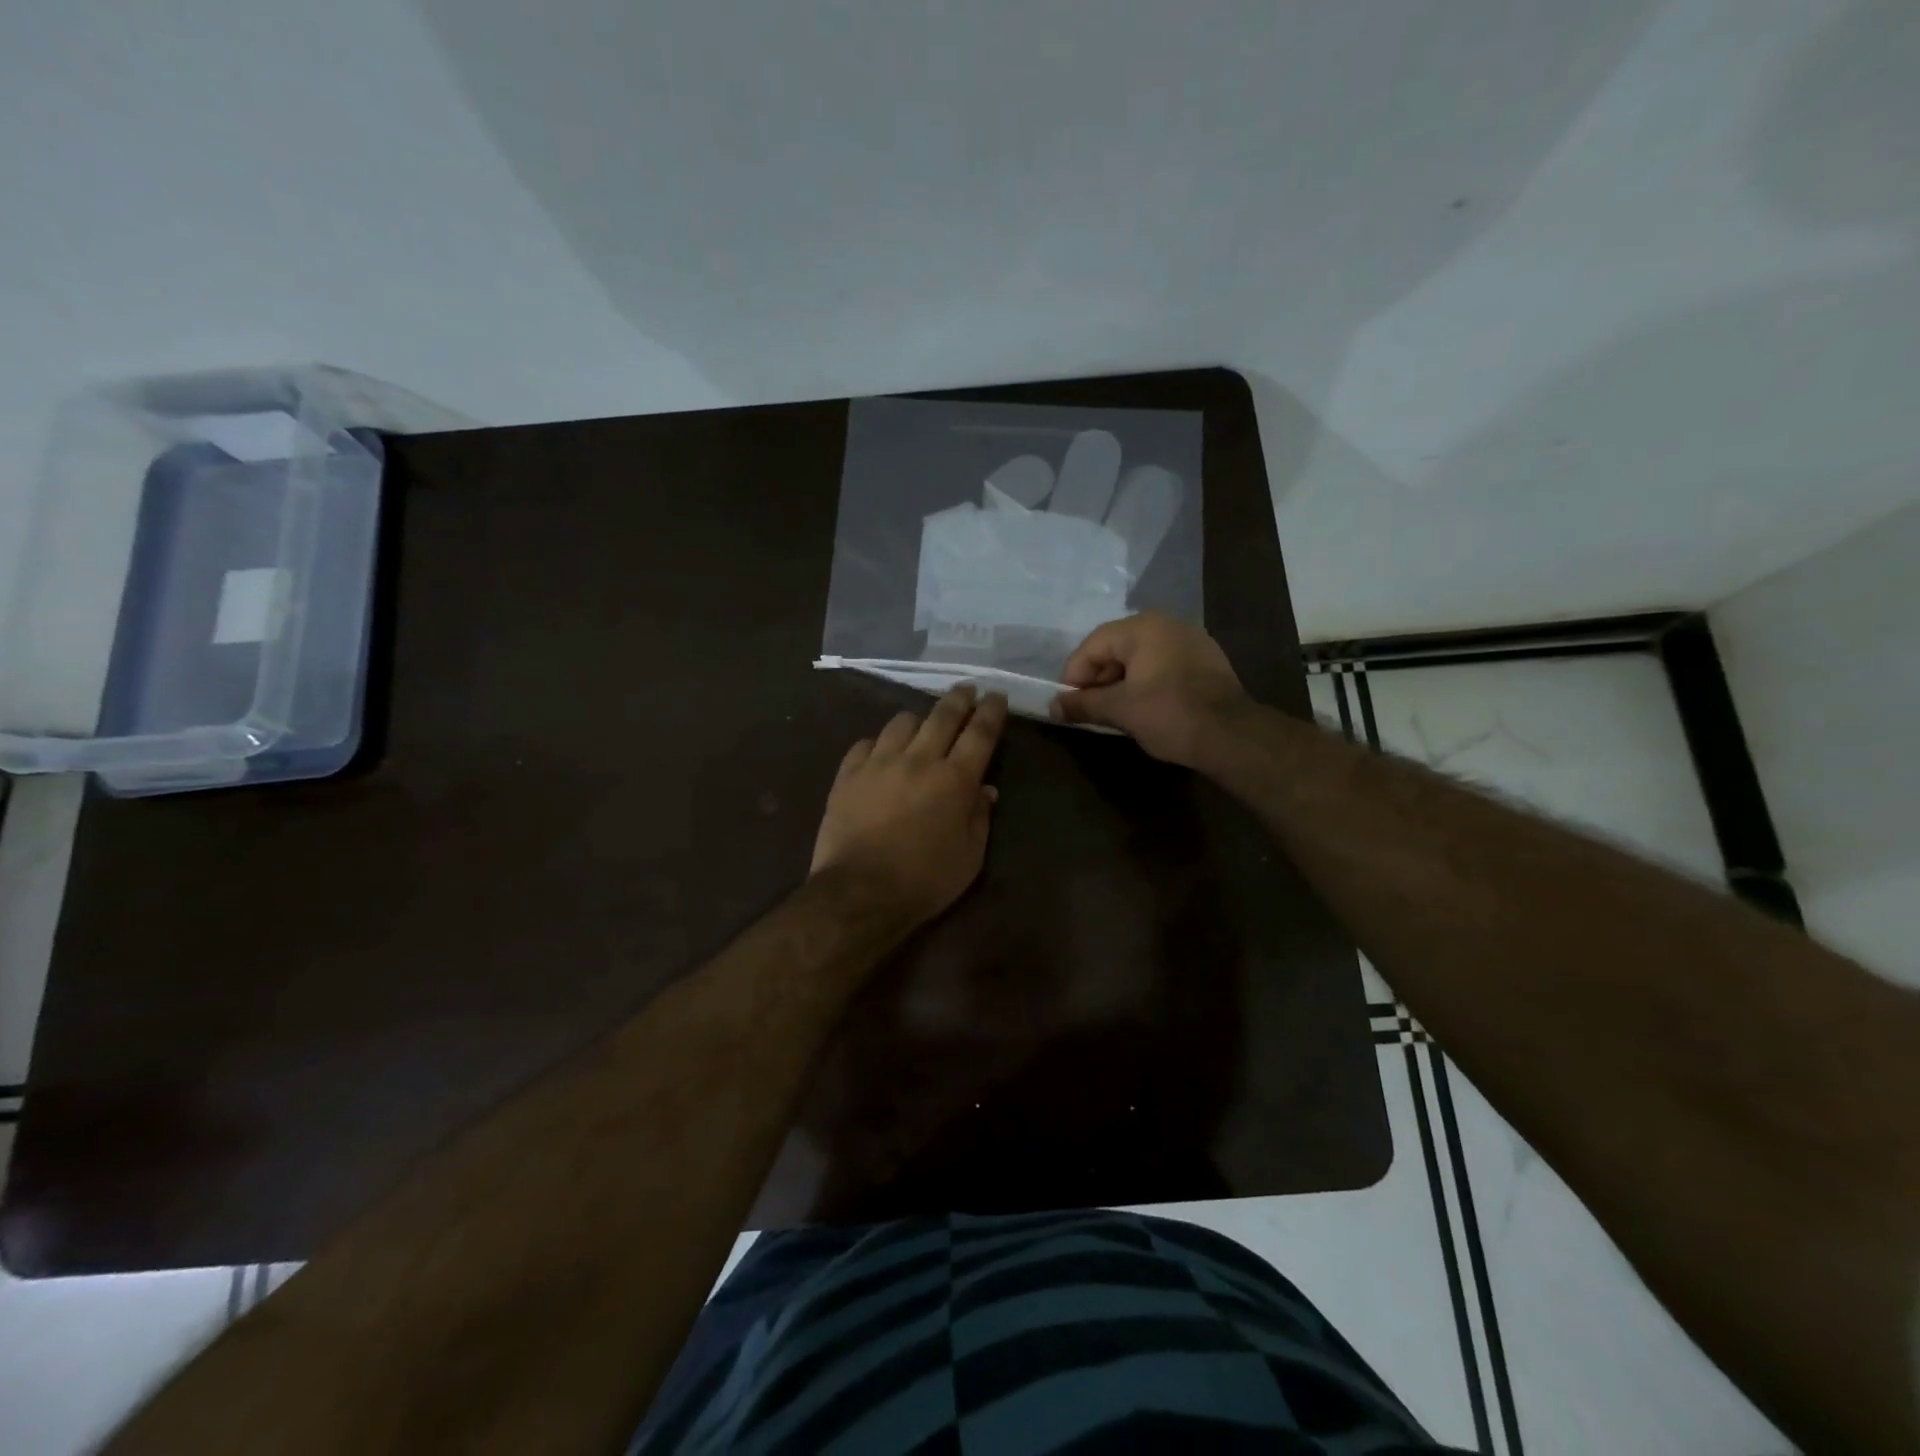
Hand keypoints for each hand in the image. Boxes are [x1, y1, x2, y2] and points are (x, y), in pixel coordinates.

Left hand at [811, 686, 1007, 924]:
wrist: (859, 893)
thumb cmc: (924, 881)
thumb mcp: (970, 857)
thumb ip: (980, 818)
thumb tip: (985, 789)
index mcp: (954, 780)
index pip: (980, 733)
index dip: (991, 711)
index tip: (996, 696)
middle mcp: (918, 760)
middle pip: (942, 716)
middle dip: (959, 699)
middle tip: (966, 690)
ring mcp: (879, 763)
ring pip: (902, 722)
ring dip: (918, 719)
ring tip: (922, 724)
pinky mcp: (848, 775)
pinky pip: (866, 744)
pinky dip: (879, 743)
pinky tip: (881, 752)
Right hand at [1051, 612, 1249, 765]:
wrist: (1232, 736)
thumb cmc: (1169, 715)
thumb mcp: (1119, 710)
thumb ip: (1083, 705)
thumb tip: (1053, 707)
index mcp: (1142, 627)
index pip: (1092, 646)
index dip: (1074, 677)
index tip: (1070, 706)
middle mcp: (1166, 624)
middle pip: (1115, 648)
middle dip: (1098, 681)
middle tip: (1092, 712)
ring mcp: (1190, 640)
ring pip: (1140, 658)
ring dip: (1121, 684)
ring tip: (1116, 714)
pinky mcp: (1205, 660)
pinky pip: (1162, 665)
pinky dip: (1146, 683)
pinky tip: (1145, 709)